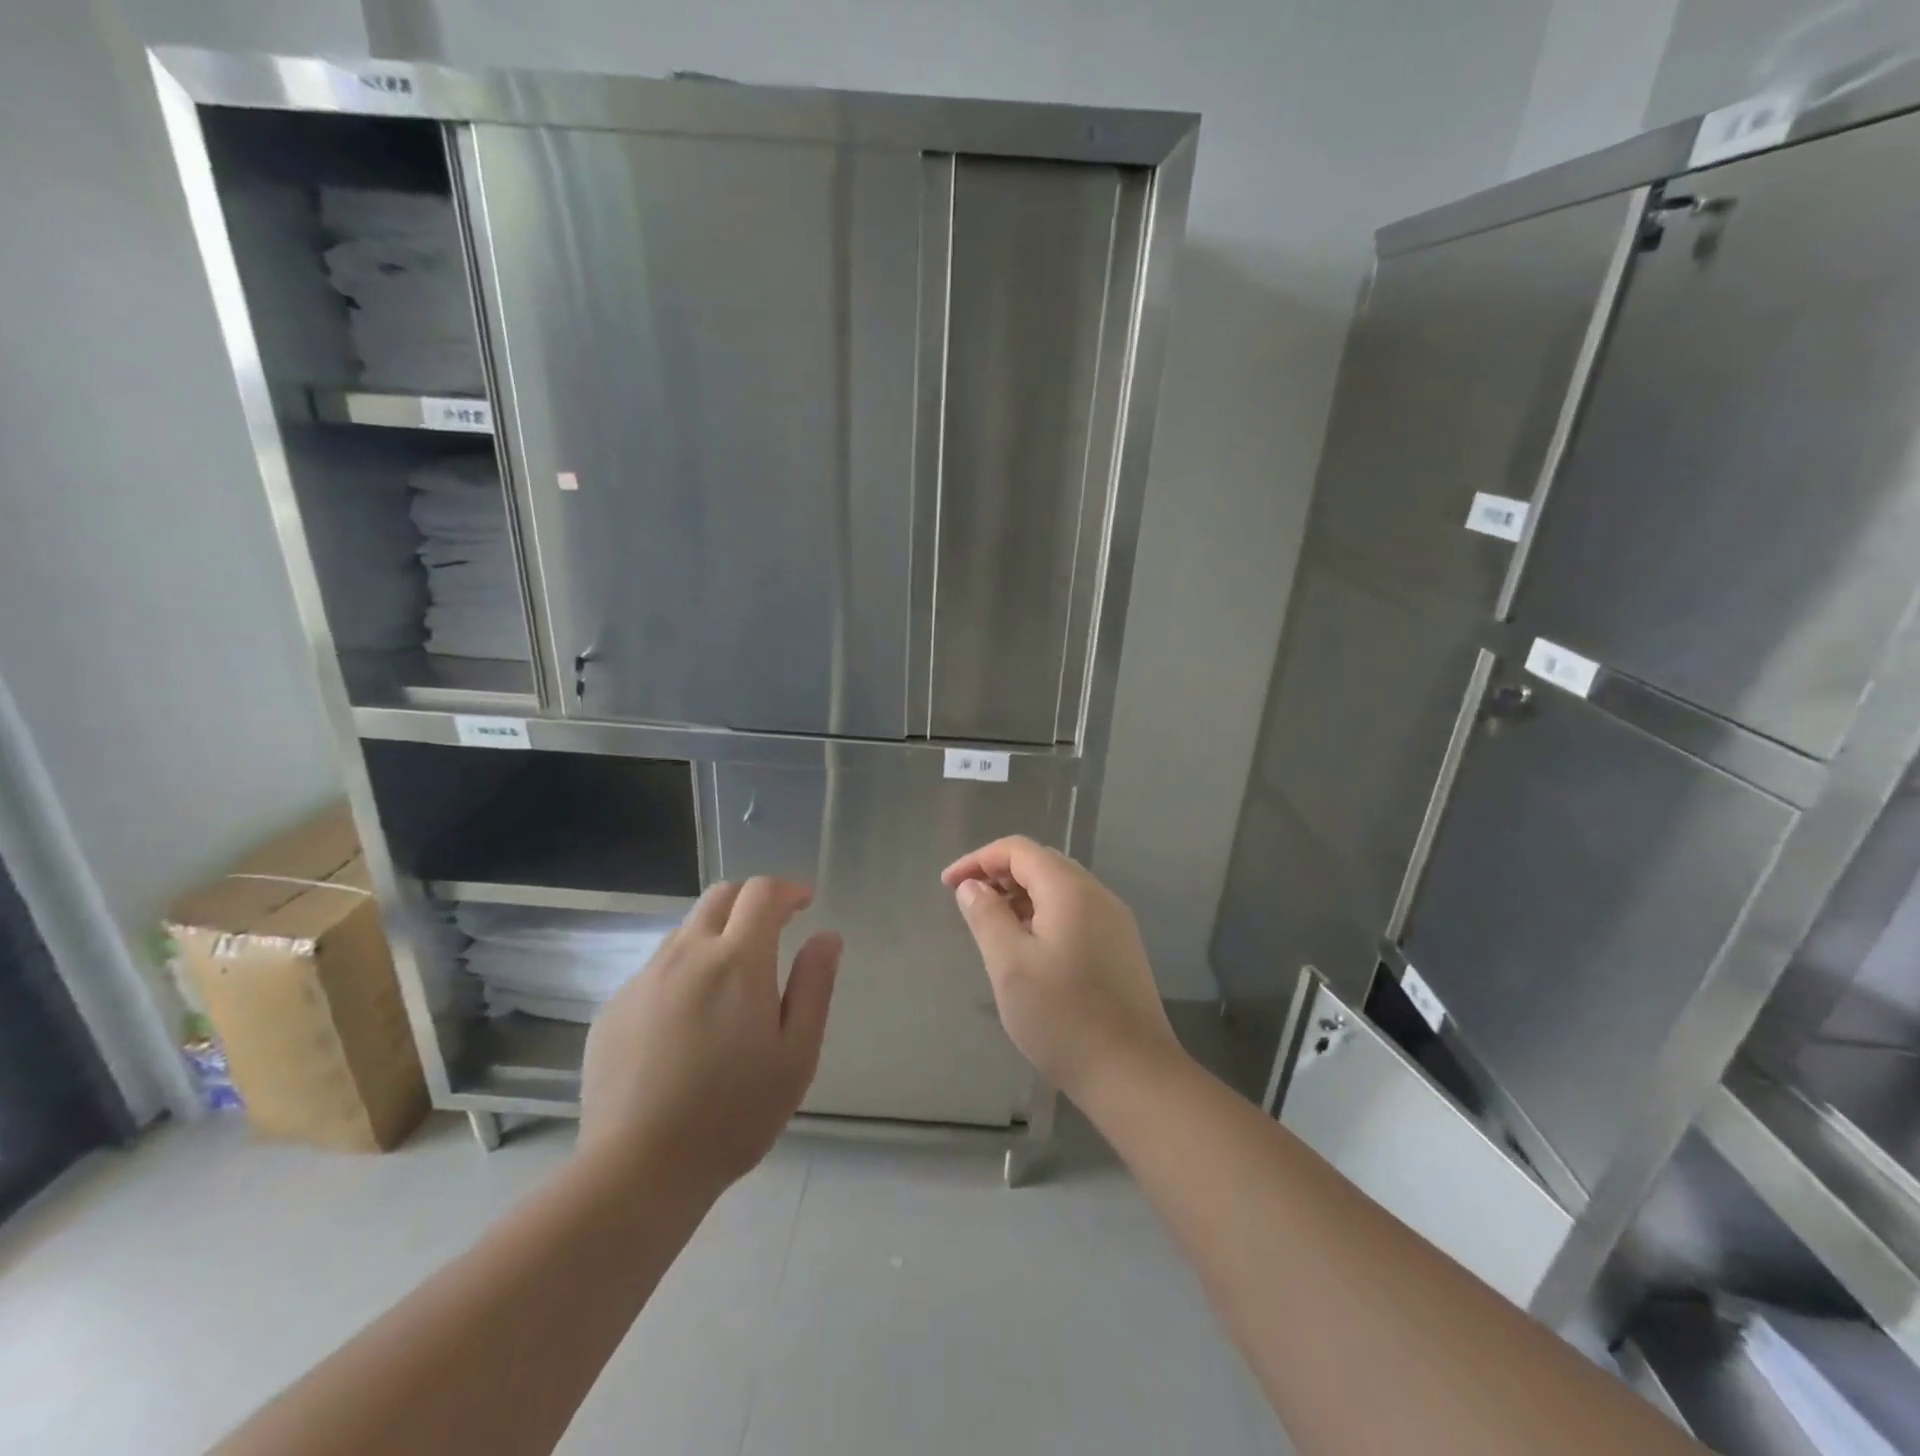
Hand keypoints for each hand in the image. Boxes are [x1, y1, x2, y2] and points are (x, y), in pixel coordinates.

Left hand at [579, 879, 840, 1195]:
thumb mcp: (796, 1054)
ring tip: (733, 981)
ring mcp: (644, 979)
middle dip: (752, 900)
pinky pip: (657, 970)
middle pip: (720, 896)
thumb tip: (826, 937)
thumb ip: (814, 986)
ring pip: (686, 931)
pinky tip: (689, 1022)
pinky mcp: (615, 1007)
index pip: (761, 893)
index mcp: (737, 961)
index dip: (787, 889)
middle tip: (774, 928)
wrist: (638, 1170)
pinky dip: (685, 972)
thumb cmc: (734, 1113)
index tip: (804, 903)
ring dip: (717, 935)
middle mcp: (686, 955)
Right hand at [942, 837, 1177, 1099]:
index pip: (1018, 849)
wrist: (1132, 1072)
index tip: (948, 885)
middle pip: (1041, 863)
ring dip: (1021, 895)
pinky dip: (1043, 914)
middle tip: (968, 903)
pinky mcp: (1120, 946)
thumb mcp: (1010, 965)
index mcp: (1070, 889)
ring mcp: (1114, 920)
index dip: (978, 859)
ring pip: (1059, 888)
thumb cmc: (1062, 1017)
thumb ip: (987, 916)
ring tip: (992, 925)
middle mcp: (1097, 894)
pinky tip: (1029, 947)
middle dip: (999, 874)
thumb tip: (972, 886)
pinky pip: (1075, 911)